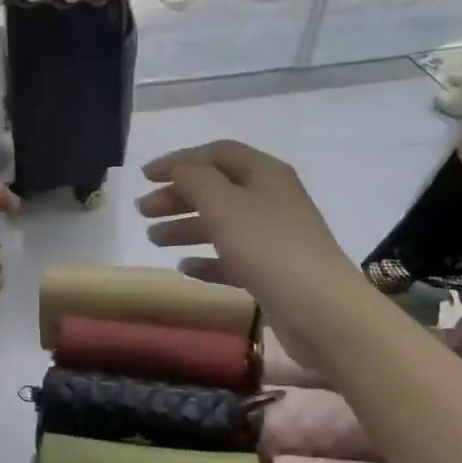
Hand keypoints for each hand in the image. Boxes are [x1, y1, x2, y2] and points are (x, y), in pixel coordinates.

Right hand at [137, 141, 366, 362]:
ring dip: (186, 228)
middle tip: (143, 211)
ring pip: (222, 224)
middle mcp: (271, 199)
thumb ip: (194, 180)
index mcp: (264, 173)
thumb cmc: (267, 247)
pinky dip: (207, 260)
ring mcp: (273, 237)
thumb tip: (178, 169)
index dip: (179, 161)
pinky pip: (232, 258)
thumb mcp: (223, 204)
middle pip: (217, 189)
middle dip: (178, 197)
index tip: (144, 177)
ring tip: (154, 240)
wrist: (319, 308)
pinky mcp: (272, 272)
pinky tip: (184, 270)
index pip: (217, 154)